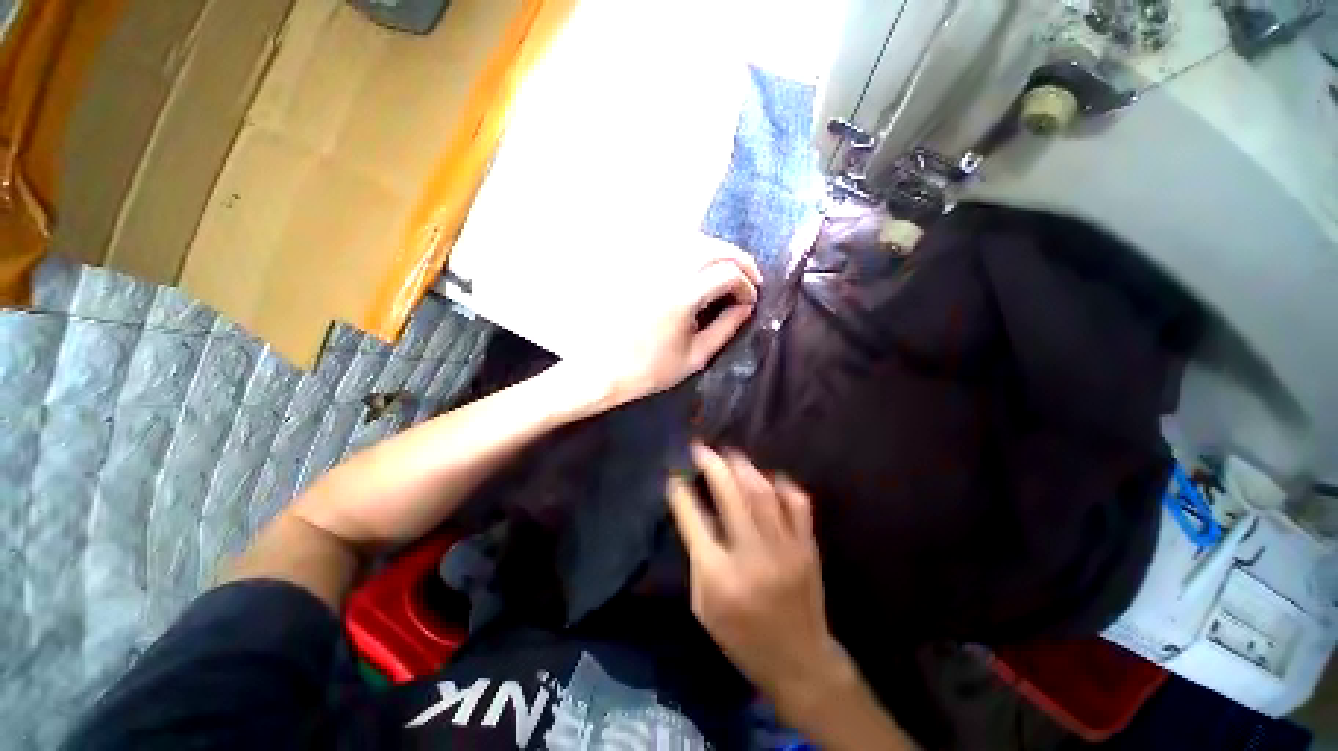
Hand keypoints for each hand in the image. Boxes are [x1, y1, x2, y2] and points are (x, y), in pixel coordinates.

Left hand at [595, 237, 761, 406]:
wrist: (603, 368)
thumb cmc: (649, 370)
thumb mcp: (695, 357)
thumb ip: (726, 328)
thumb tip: (746, 307)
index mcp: (682, 296)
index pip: (728, 274)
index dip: (746, 286)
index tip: (750, 302)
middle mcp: (665, 271)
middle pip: (713, 248)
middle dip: (739, 259)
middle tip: (751, 277)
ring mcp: (647, 264)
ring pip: (692, 239)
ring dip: (717, 250)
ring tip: (728, 268)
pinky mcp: (634, 264)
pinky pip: (668, 243)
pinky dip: (691, 247)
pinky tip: (697, 262)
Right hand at [667, 445, 845, 710]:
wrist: (799, 661)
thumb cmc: (741, 637)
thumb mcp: (704, 605)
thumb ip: (699, 557)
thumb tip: (696, 511)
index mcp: (719, 576)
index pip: (694, 520)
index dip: (681, 493)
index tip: (674, 475)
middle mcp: (751, 555)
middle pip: (730, 496)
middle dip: (713, 465)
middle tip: (702, 448)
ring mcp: (784, 548)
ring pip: (762, 493)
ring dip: (744, 468)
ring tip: (730, 454)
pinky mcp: (807, 547)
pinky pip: (797, 504)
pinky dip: (783, 485)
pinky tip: (771, 477)